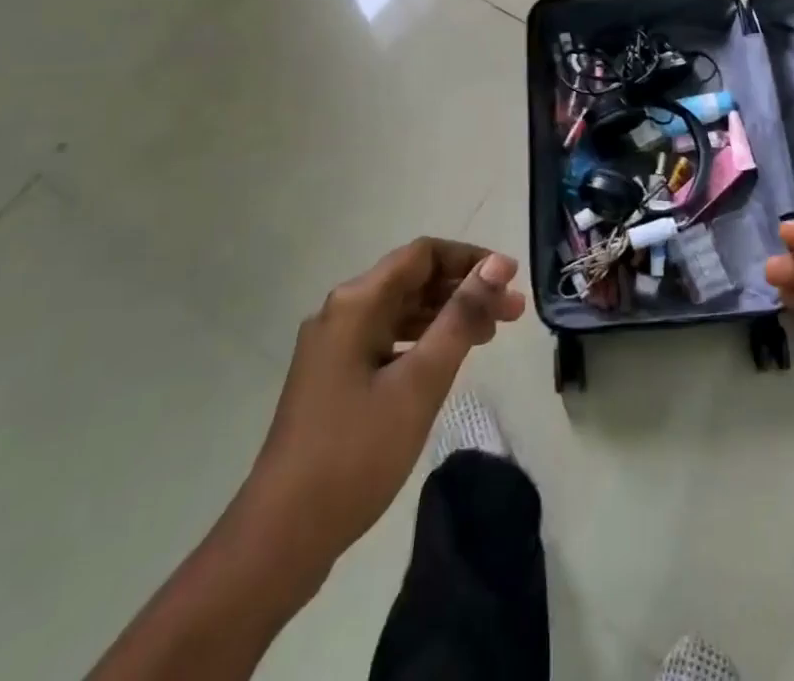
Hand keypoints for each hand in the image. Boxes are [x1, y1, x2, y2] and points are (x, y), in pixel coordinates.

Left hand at [243, 239, 526, 582]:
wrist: (280, 538)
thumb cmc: (356, 453)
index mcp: (357, 303)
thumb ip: (461, 317)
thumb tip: (496, 264)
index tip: (511, 277)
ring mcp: (334, 347)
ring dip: (447, 316)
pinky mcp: (334, 378)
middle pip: (413, 281)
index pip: (423, 254)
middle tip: (513, 312)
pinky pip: (388, 340)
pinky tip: (449, 360)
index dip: (470, 258)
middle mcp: (341, 312)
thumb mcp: (420, 382)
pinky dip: (423, 342)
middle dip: (465, 289)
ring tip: (492, 334)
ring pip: (401, 312)